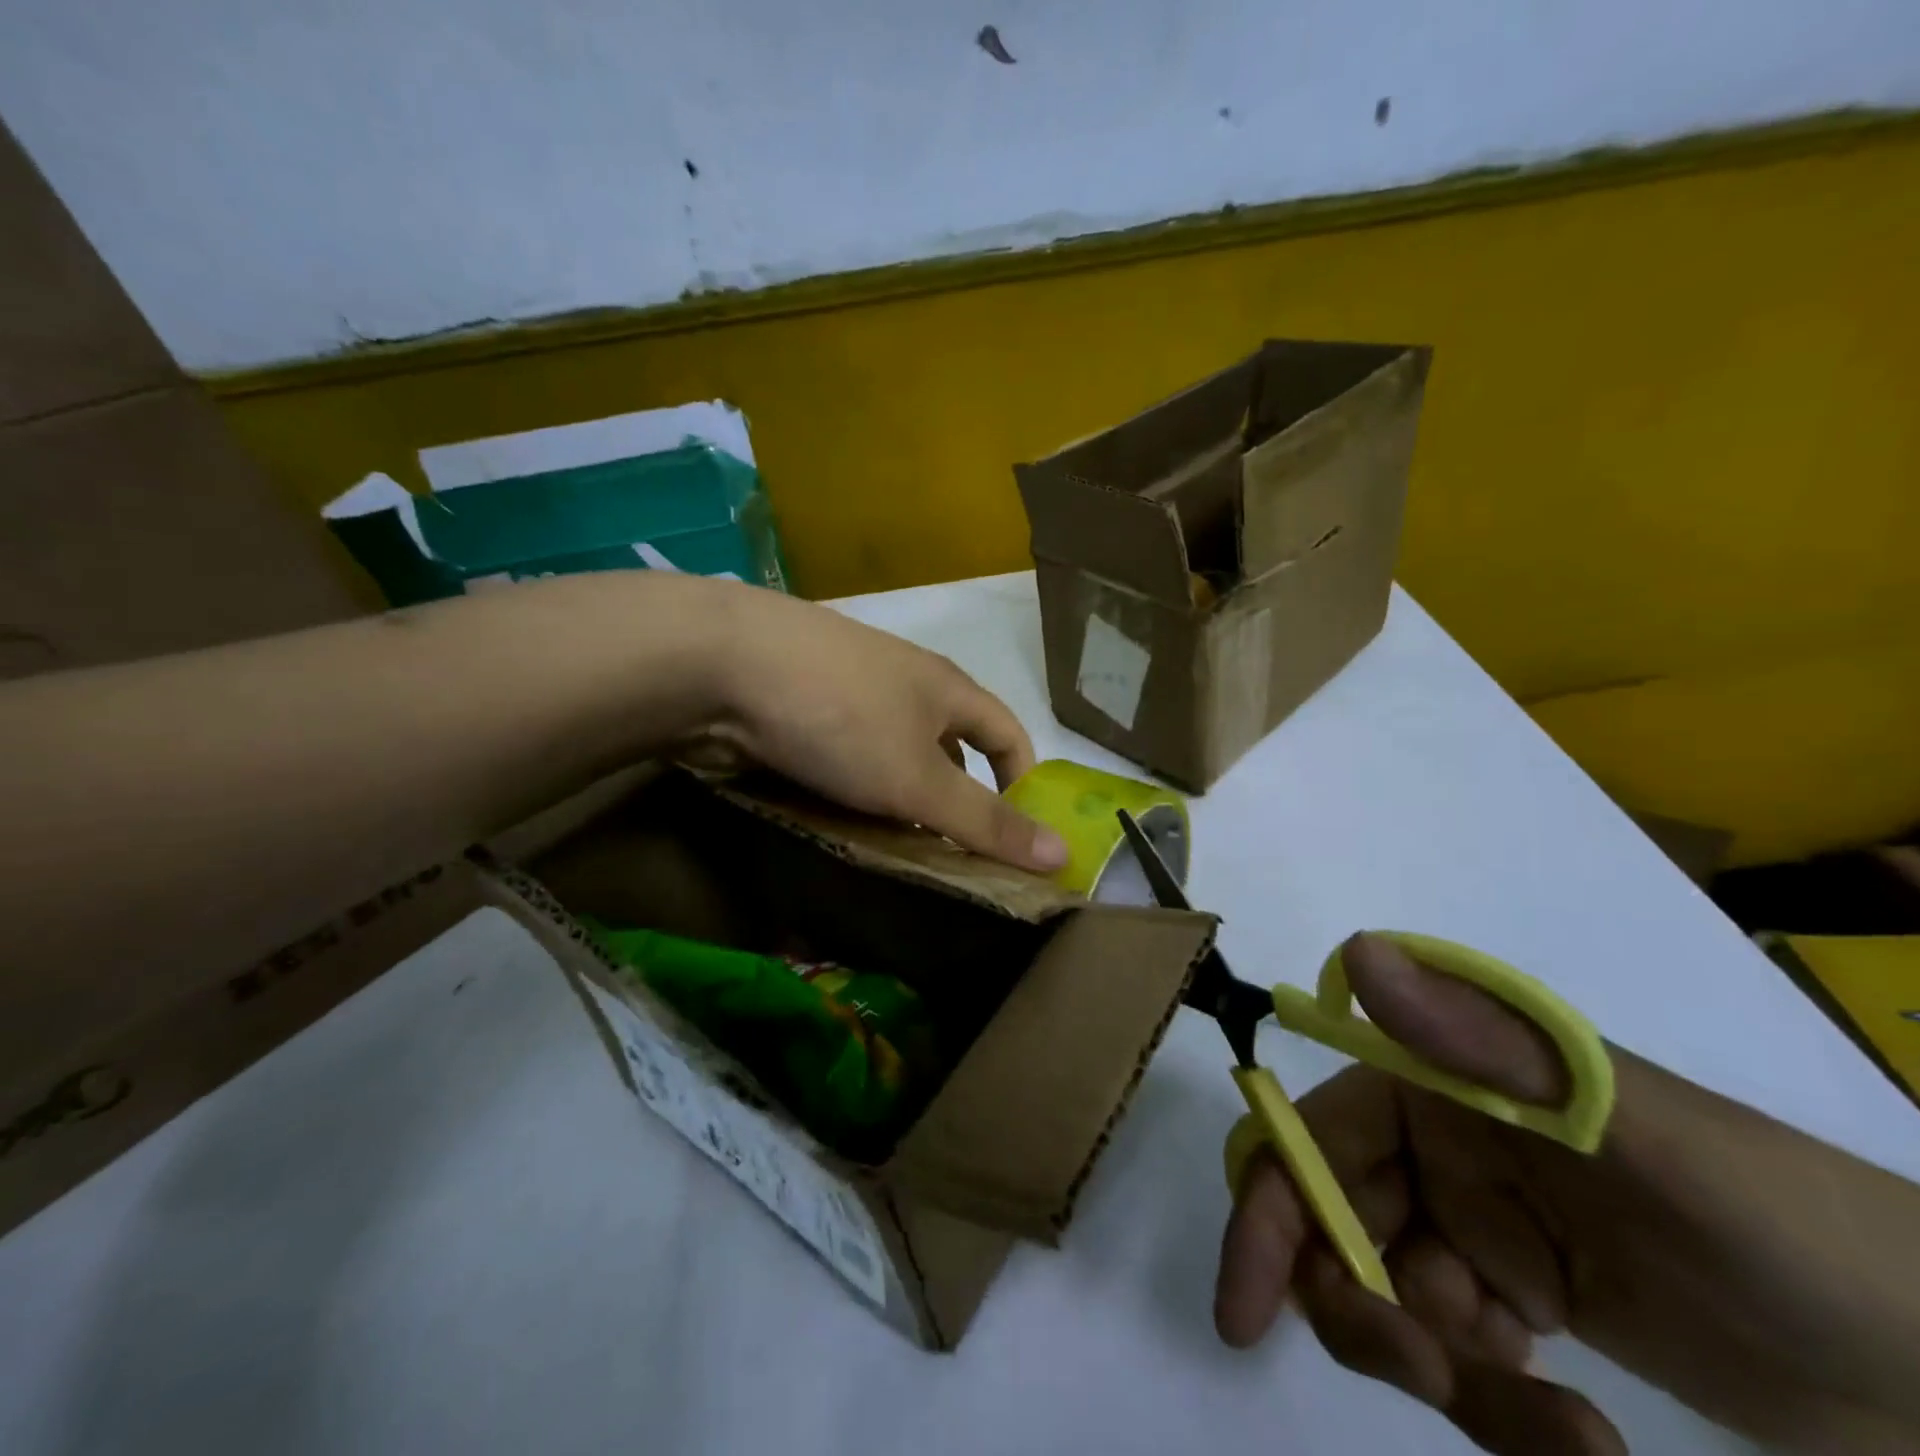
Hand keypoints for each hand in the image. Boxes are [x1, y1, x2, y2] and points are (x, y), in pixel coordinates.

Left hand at [691, 581, 1068, 873]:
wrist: (719, 662)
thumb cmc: (841, 716)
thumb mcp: (919, 779)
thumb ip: (986, 820)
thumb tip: (1064, 855)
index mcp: (945, 687)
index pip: (1007, 731)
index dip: (1022, 779)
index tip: (1017, 832)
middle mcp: (903, 681)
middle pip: (948, 745)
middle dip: (954, 799)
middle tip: (948, 856)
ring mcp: (848, 689)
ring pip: (892, 752)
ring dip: (900, 798)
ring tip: (893, 846)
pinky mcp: (801, 703)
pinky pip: (846, 753)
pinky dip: (853, 788)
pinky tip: (836, 817)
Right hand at [1215, 934, 1919, 1453]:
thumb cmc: (1783, 1221)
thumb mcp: (1636, 1130)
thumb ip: (1490, 1040)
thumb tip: (1358, 951)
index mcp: (1434, 1087)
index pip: (1315, 1137)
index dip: (1268, 1210)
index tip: (1243, 1310)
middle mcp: (1435, 1145)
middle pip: (1335, 1224)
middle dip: (1359, 1307)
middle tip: (1432, 1377)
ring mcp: (1473, 1224)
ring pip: (1390, 1295)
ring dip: (1444, 1372)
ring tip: (1560, 1434)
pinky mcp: (1515, 1297)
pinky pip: (1459, 1353)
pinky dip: (1497, 1404)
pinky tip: (1581, 1438)